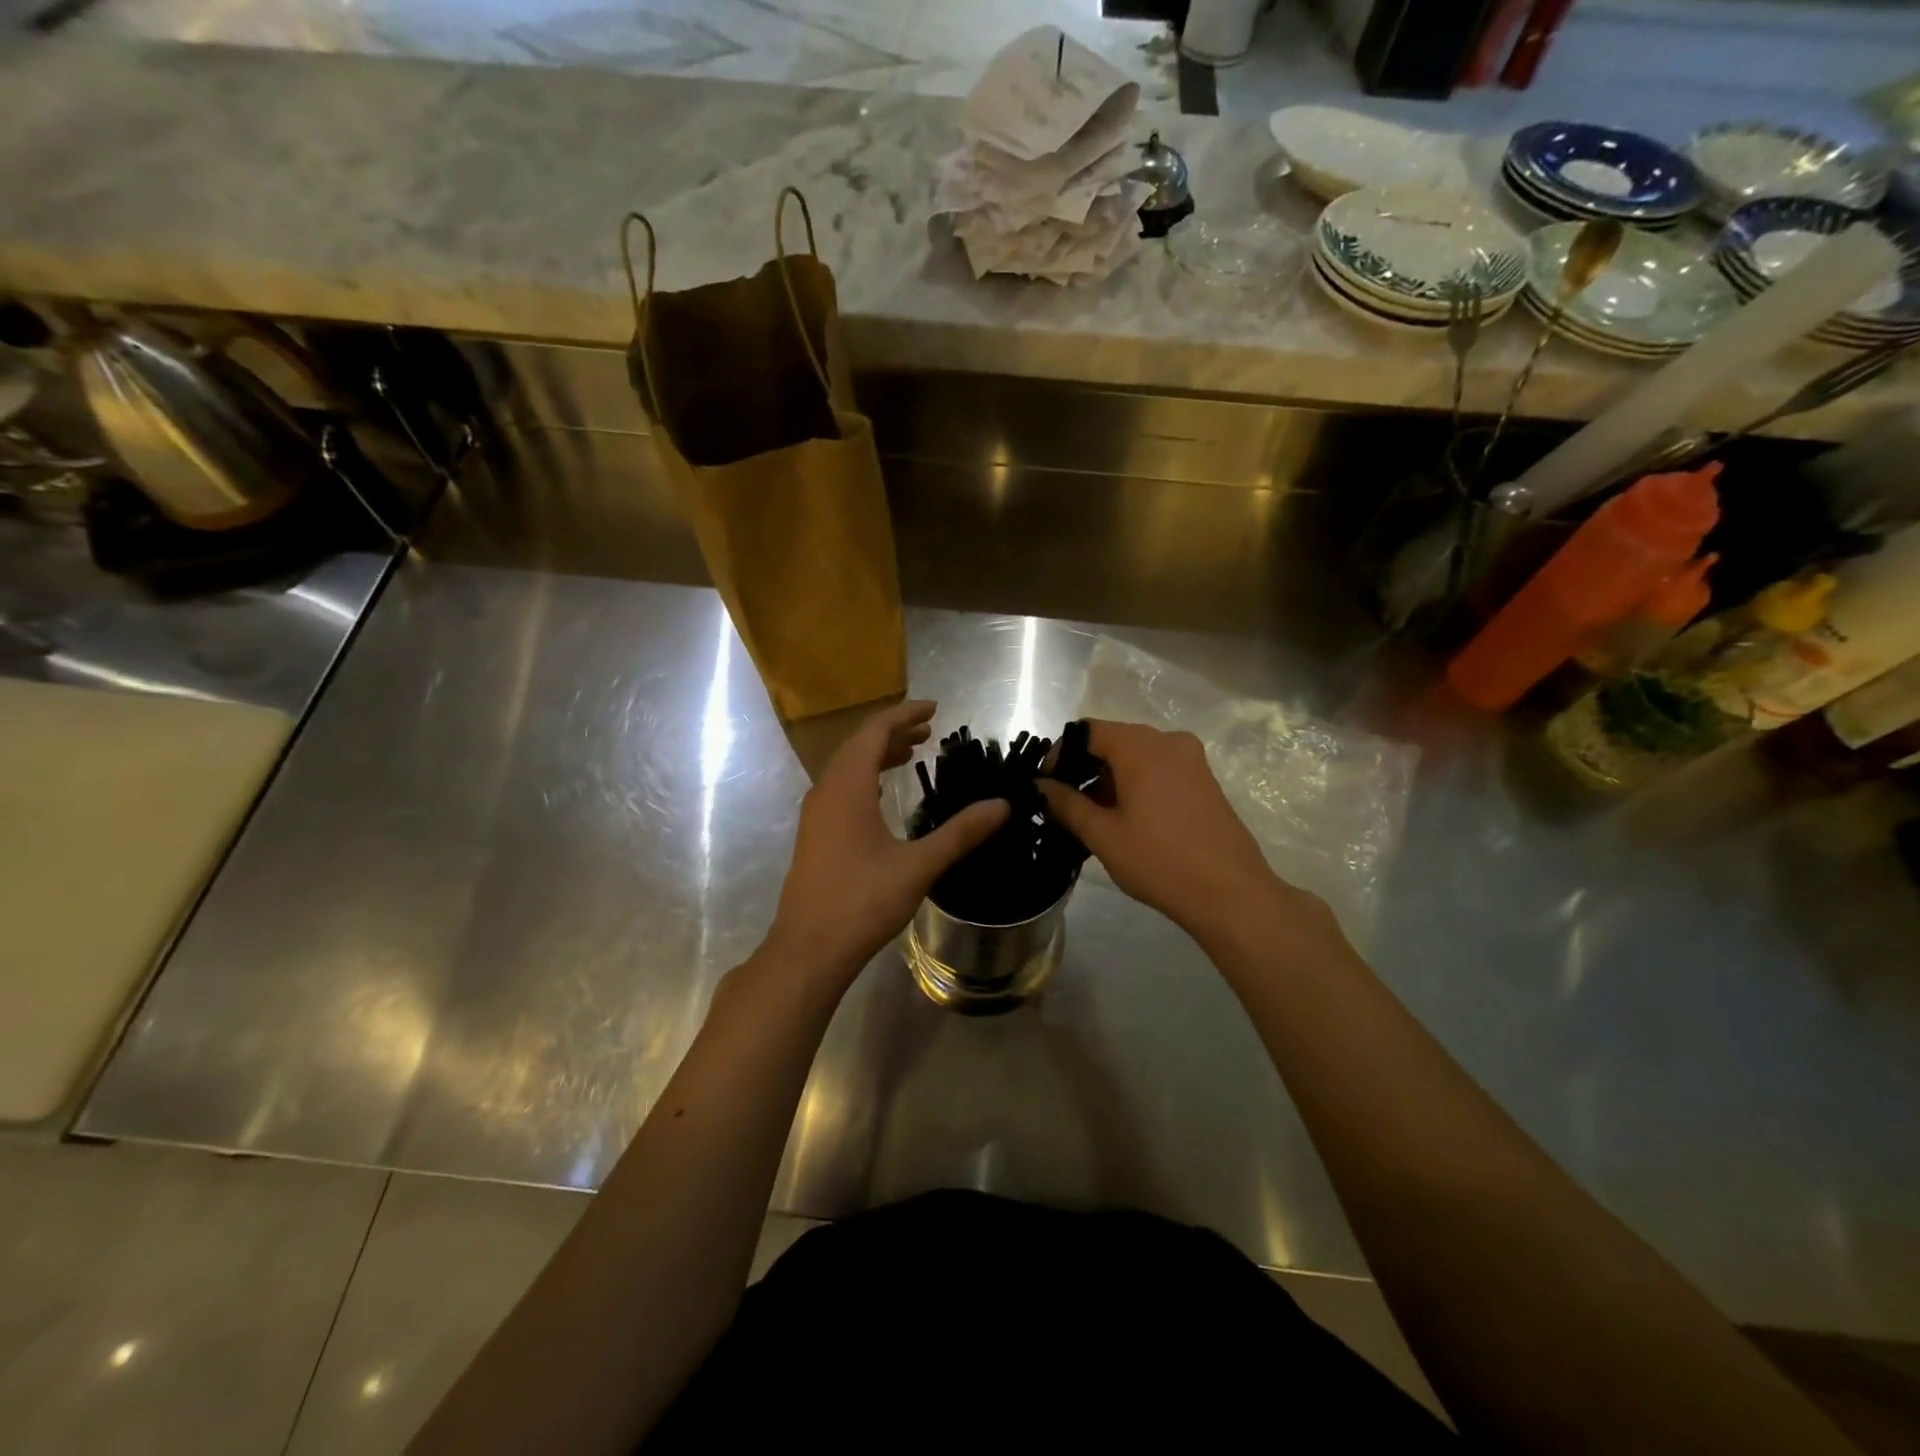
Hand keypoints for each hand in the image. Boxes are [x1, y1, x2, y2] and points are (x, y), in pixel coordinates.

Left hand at [764, 701, 1007, 992]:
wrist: (808, 950)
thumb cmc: (862, 902)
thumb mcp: (918, 866)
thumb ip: (960, 832)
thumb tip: (1002, 805)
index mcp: (847, 787)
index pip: (874, 731)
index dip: (904, 714)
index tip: (935, 708)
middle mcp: (826, 791)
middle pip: (858, 744)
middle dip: (894, 732)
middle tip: (929, 730)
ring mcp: (816, 814)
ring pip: (847, 767)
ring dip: (878, 755)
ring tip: (911, 753)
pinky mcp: (815, 835)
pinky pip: (841, 789)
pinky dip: (865, 778)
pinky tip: (882, 795)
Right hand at [1038, 720, 1336, 946]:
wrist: (1230, 893)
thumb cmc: (1159, 860)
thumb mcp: (1102, 834)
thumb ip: (1066, 803)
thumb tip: (1040, 786)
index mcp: (1141, 746)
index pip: (1087, 731)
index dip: (1060, 754)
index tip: (1046, 785)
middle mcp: (1168, 741)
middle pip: (1113, 741)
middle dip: (1084, 768)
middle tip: (1064, 804)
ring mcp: (1191, 761)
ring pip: (1137, 757)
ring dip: (1109, 780)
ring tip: (1091, 819)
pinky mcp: (1204, 781)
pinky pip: (1159, 770)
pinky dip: (1135, 785)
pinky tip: (1125, 820)